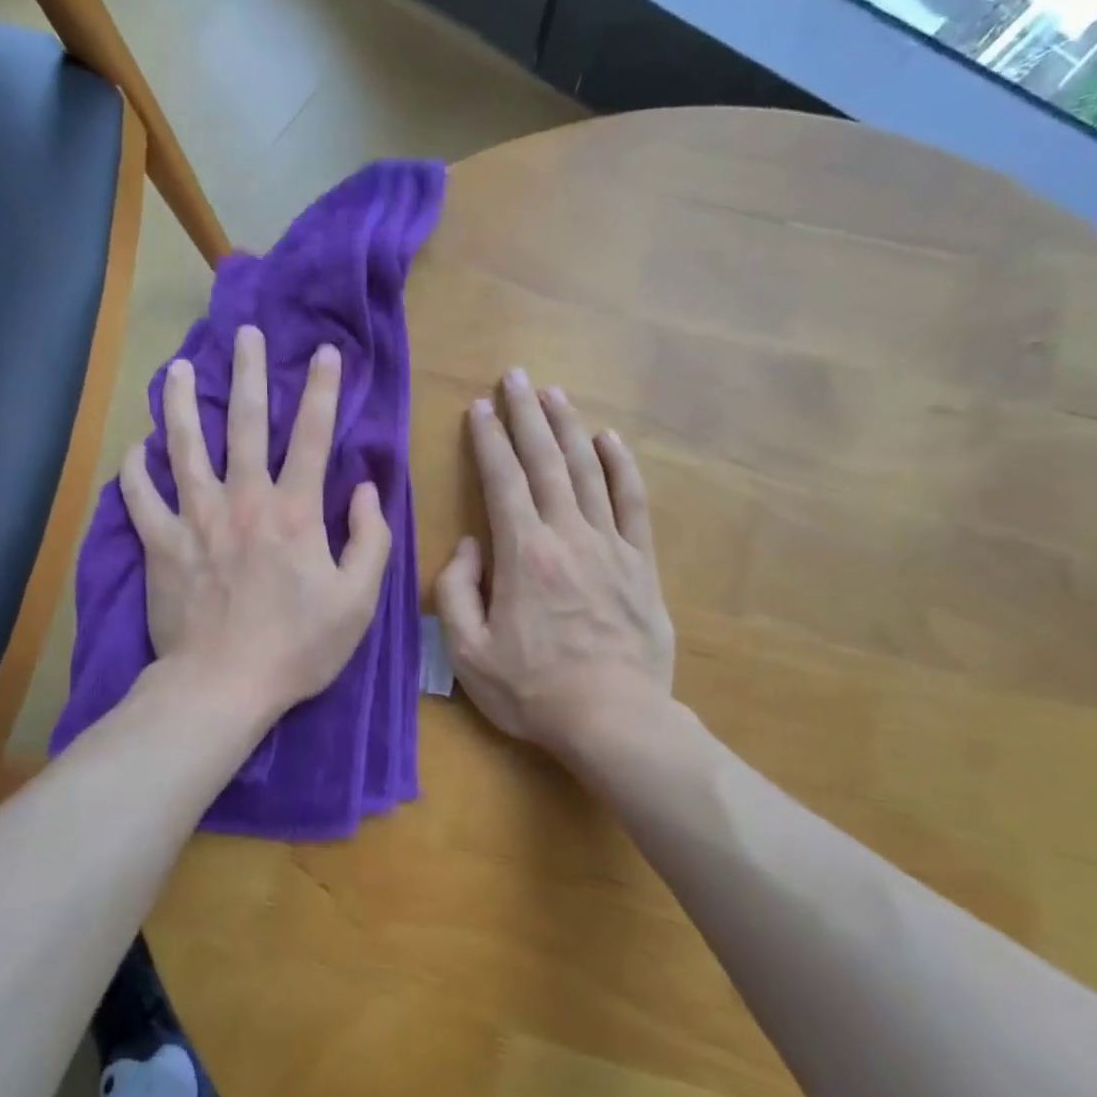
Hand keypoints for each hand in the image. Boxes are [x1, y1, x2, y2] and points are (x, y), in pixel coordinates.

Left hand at [120, 325, 391, 723]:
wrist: (223, 686)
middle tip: (245, 334)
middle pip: (243, 423)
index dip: (322, 391)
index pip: (312, 436)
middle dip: (248, 373)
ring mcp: (195, 520)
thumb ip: (370, 539)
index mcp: (294, 512)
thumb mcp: (357, 600)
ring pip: (183, 447)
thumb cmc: (299, 647)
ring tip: (174, 369)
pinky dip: (135, 472)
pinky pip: (140, 499)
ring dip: (179, 404)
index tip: (325, 353)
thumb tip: (367, 489)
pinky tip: (135, 450)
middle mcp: (243, 501)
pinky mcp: (160, 545)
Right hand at [434, 368, 674, 760]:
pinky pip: (632, 504)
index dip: (488, 440)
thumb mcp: (468, 652)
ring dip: (568, 428)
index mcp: (523, 553)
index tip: (479, 408)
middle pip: (545, 461)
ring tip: (554, 394)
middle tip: (515, 376)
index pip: (502, 480)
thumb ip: (456, 592)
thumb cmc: (533, 690)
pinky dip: (621, 467)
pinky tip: (610, 440)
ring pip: (587, 471)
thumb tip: (469, 545)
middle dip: (526, 415)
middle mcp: (567, 535)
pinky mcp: (641, 563)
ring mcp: (610, 546)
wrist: (614, 720)